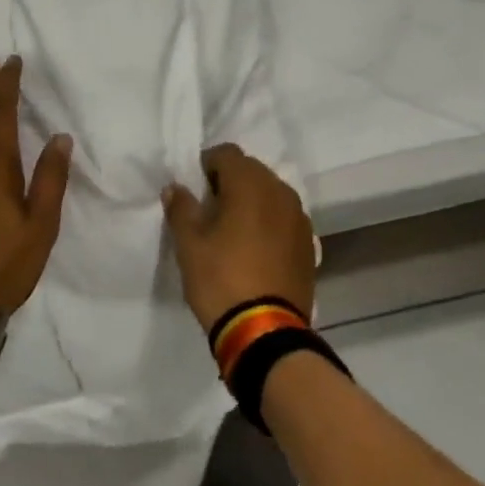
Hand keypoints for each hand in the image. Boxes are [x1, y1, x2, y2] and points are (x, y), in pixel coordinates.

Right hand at [162, 145, 316, 335]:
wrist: (266, 332)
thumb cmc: (221, 279)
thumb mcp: (189, 244)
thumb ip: (181, 208)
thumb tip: (176, 188)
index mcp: (250, 183)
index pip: (227, 153)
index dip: (207, 165)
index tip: (194, 189)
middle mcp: (280, 191)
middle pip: (252, 170)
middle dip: (230, 181)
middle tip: (210, 209)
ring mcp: (299, 217)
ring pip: (271, 193)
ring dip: (252, 201)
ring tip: (233, 229)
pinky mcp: (309, 244)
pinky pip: (284, 218)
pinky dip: (269, 222)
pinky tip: (255, 248)